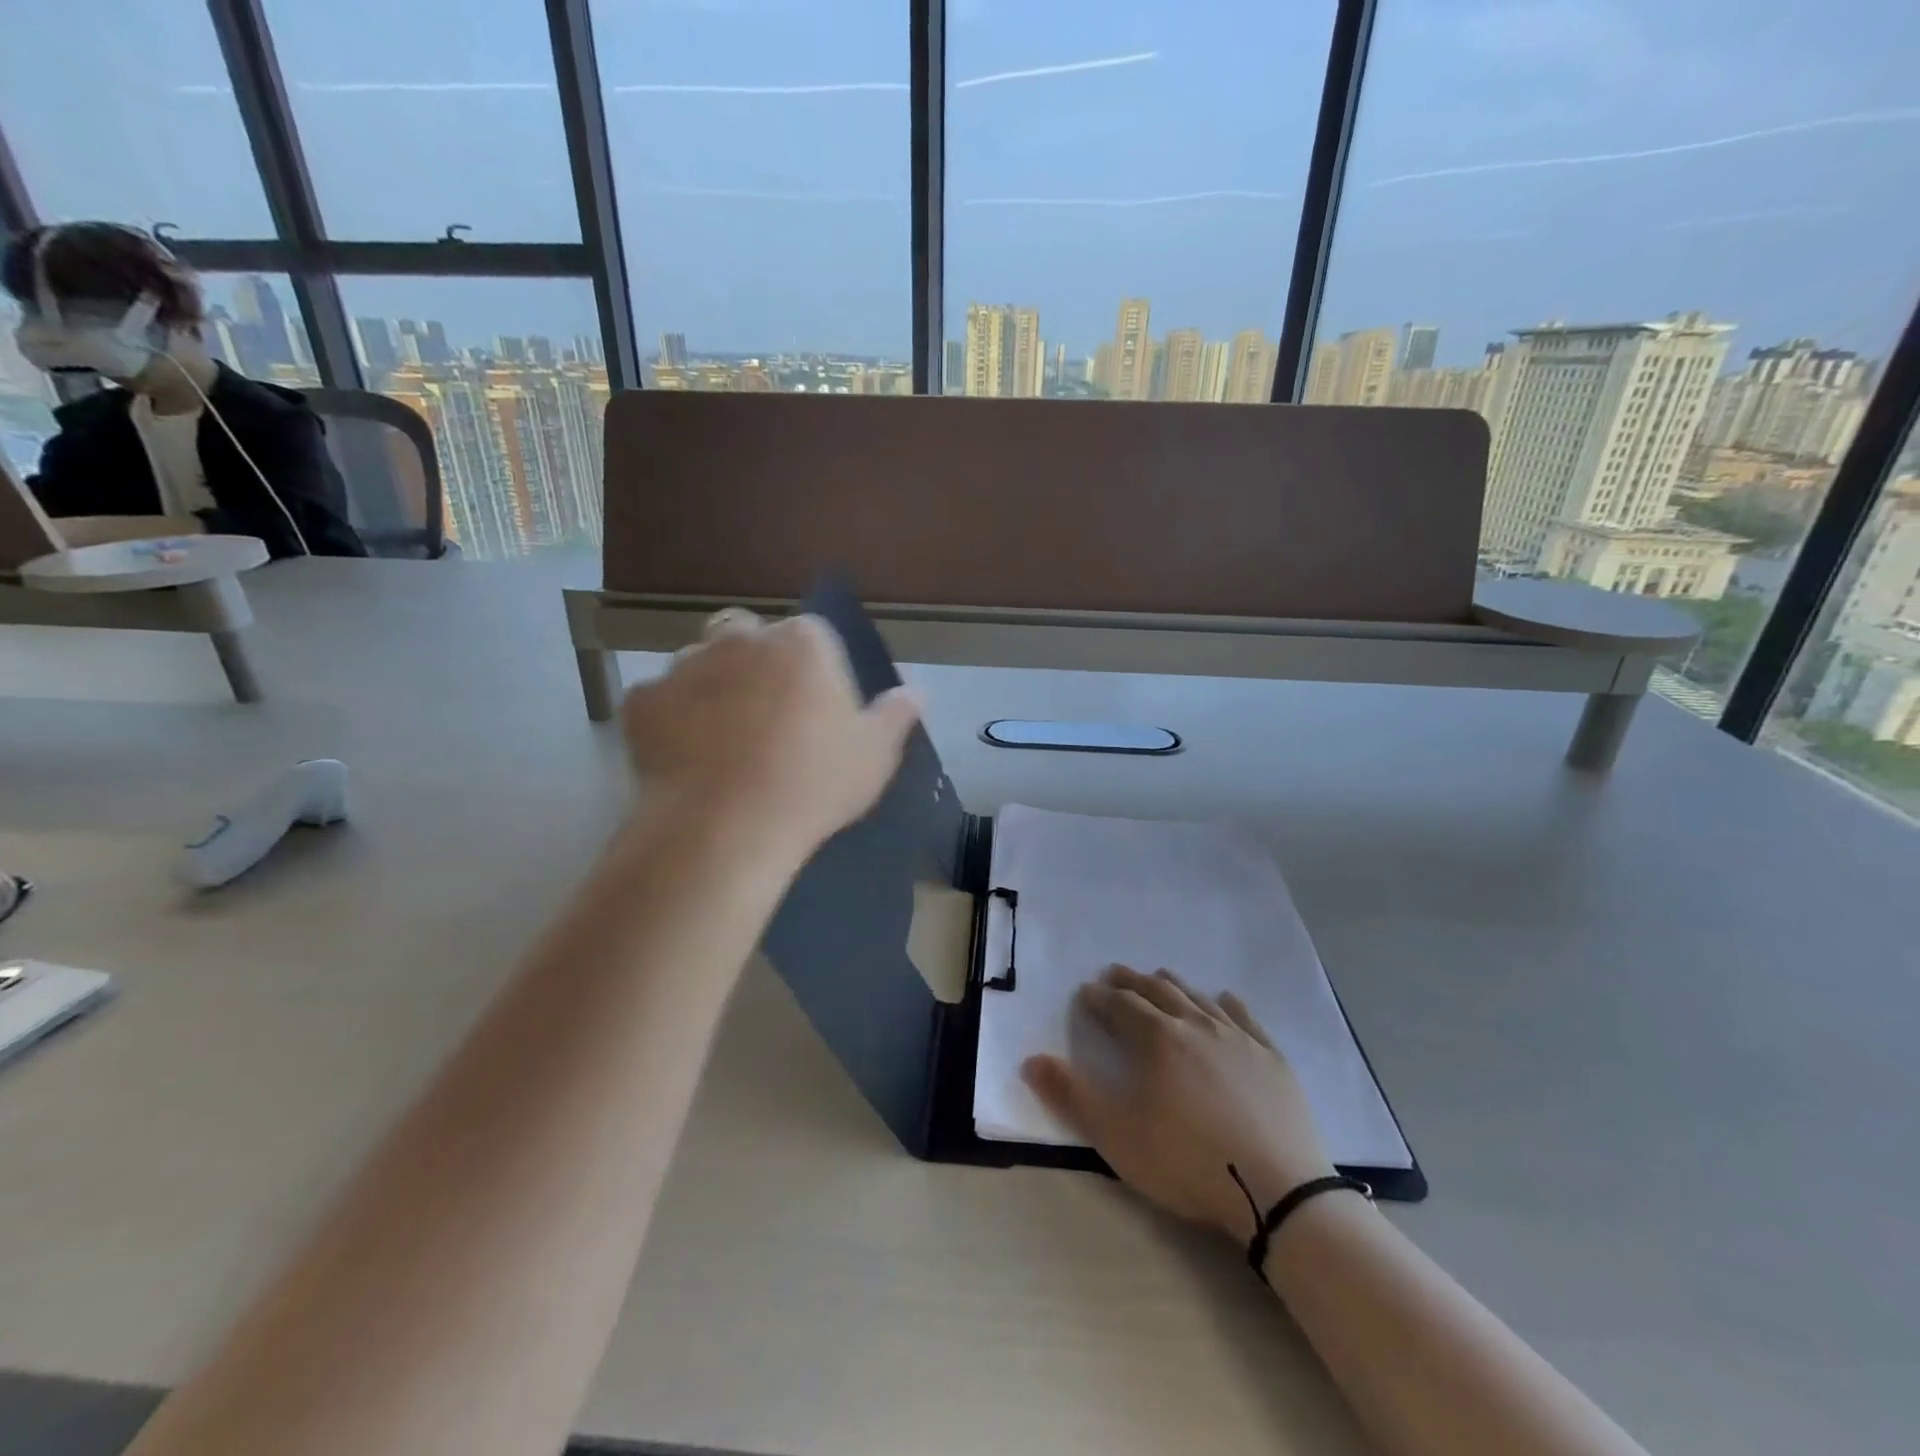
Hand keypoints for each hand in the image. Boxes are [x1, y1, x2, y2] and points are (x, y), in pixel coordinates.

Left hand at [619, 608, 921, 856]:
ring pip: (700, 663)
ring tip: (721, 742)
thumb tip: (918, 692)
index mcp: (802, 642)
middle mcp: (740, 638)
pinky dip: (670, 720)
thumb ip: (897, 715)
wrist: (723, 830)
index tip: (815, 710)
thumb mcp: (874, 756)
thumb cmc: (813, 785)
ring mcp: (684, 666)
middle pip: (748, 635)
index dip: (814, 670)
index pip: (812, 635)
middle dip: (755, 662)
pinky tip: (684, 758)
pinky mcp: (641, 702)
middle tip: (765, 717)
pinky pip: (660, 701)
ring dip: (711, 687)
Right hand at [1022, 965, 1334, 1241]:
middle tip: (1114, 973)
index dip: (1100, 998)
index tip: (1086, 992)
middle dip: (1131, 981)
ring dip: (1173, 985)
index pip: (1120, 1006)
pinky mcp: (1271, 1057)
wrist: (1277, 1190)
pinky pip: (1244, 1017)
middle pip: (1158, 992)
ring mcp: (1238, 1038)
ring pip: (1198, 998)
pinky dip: (1227, 1003)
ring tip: (1159, 976)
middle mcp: (1195, 1025)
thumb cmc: (1187, 1161)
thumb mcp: (1117, 1135)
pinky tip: (1223, 998)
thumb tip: (1030, 1060)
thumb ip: (1071, 1095)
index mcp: (1157, 1039)